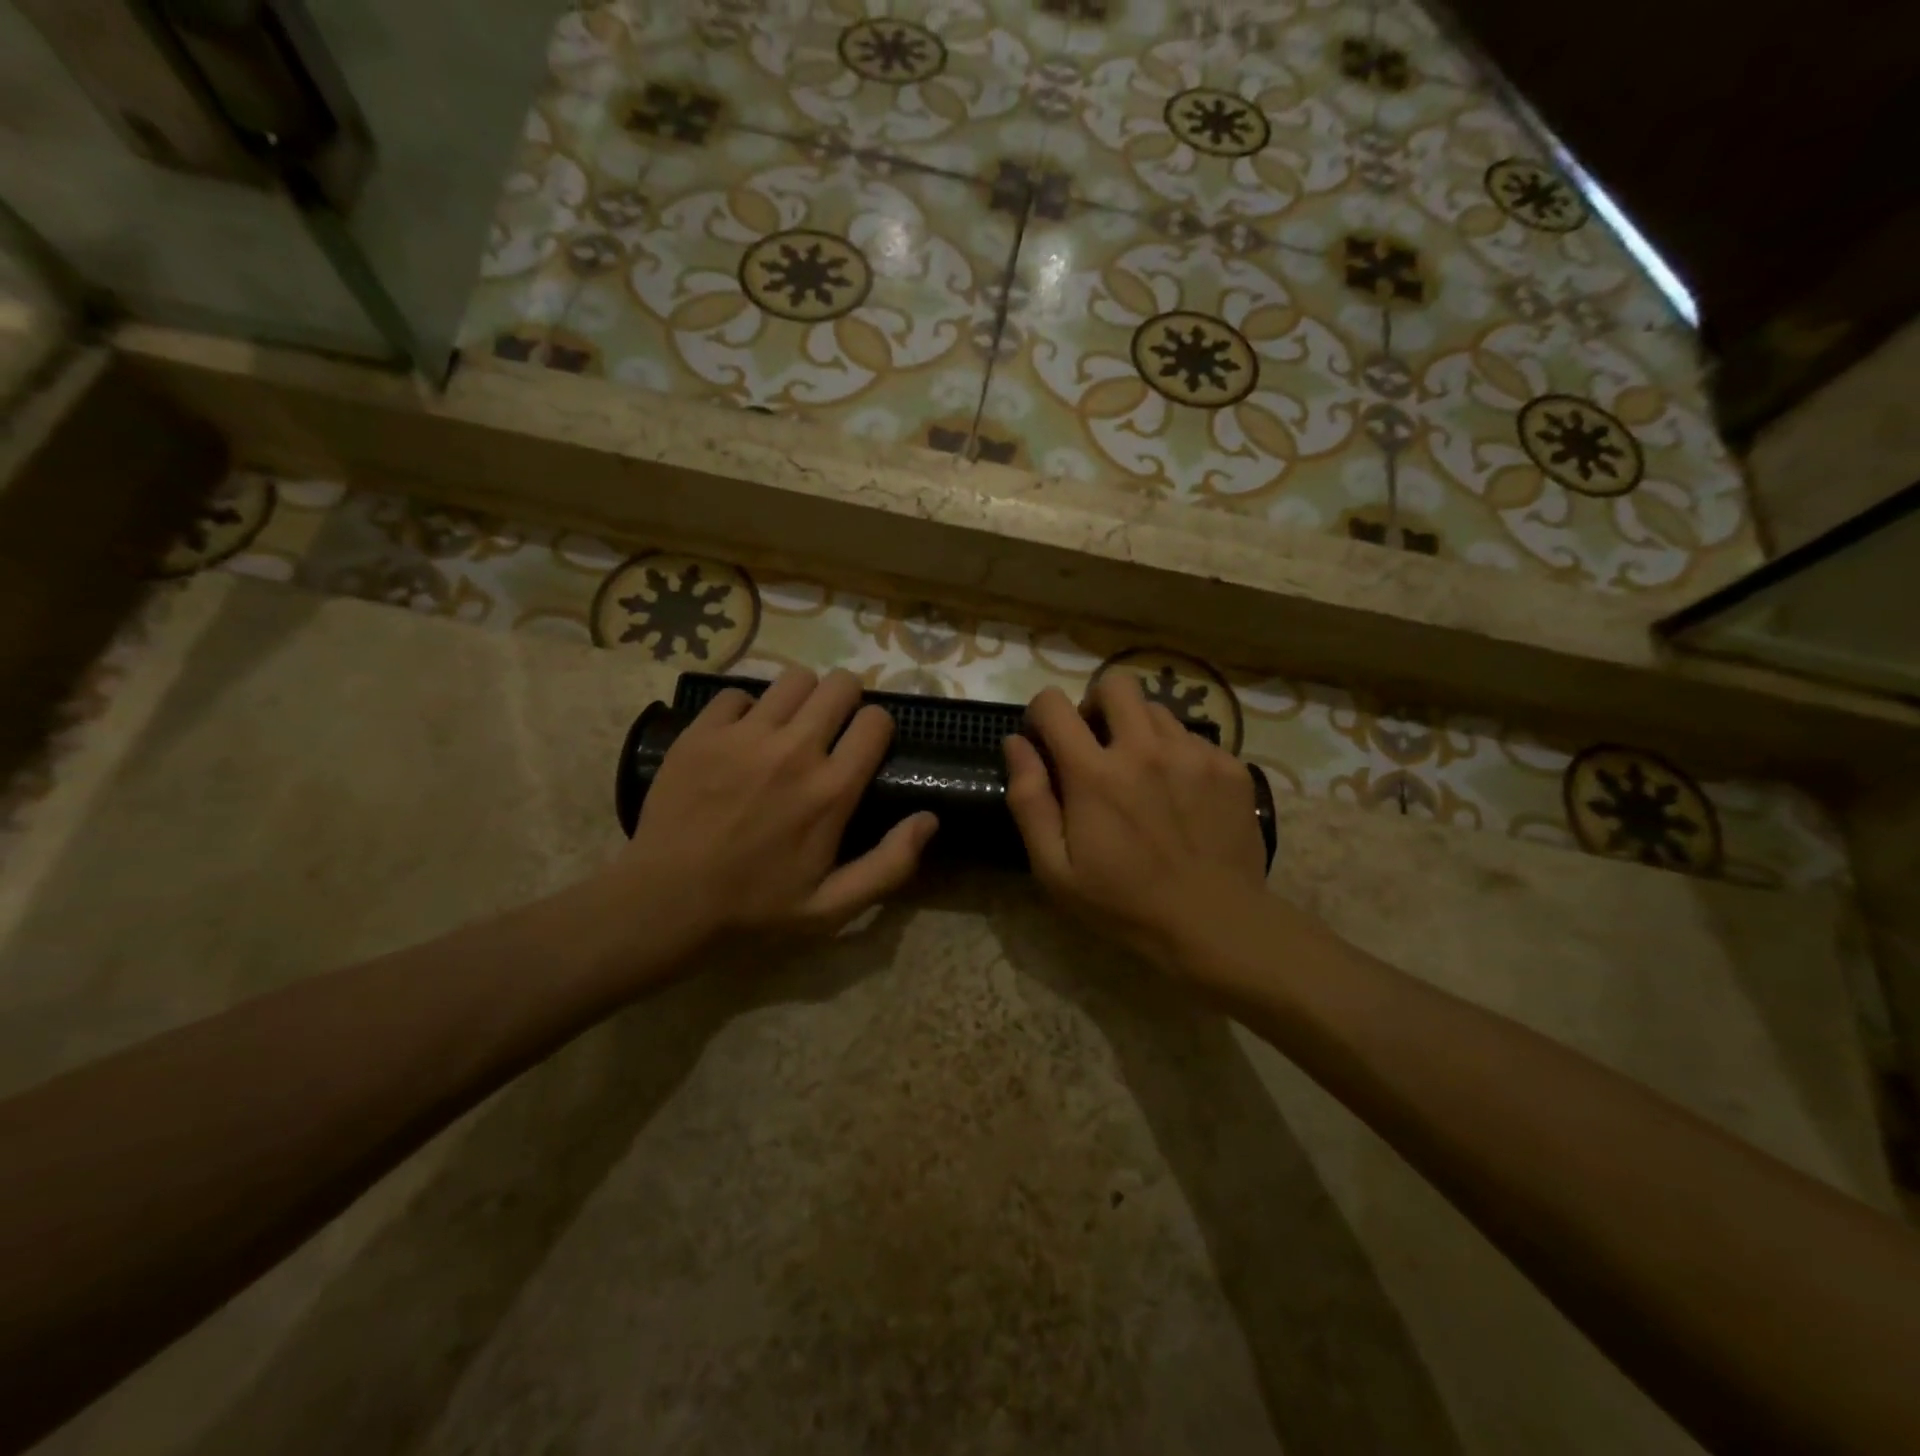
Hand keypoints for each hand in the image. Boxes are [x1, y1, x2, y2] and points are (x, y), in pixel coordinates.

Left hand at [605, 668, 937, 959]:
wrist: (666, 901)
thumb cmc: (756, 907)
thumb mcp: (833, 907)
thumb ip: (890, 864)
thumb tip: (930, 819)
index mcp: (832, 790)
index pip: (876, 721)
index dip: (877, 727)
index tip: (865, 744)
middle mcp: (795, 750)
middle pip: (840, 684)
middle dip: (845, 699)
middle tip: (831, 726)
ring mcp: (745, 736)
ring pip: (792, 678)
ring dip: (800, 697)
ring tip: (788, 724)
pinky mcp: (703, 732)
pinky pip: (736, 693)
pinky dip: (745, 710)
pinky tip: (739, 738)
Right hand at [1004, 673, 1267, 967]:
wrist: (1216, 924)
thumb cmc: (1123, 903)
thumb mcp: (1055, 868)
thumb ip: (1029, 800)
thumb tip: (1015, 744)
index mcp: (1095, 773)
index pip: (1054, 704)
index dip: (1041, 714)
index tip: (1044, 741)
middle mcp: (1145, 748)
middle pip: (1114, 684)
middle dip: (1095, 705)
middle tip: (1096, 746)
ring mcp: (1193, 754)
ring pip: (1156, 710)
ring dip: (1137, 731)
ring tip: (1141, 774)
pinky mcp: (1229, 766)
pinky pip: (1192, 738)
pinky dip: (1176, 755)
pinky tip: (1179, 795)